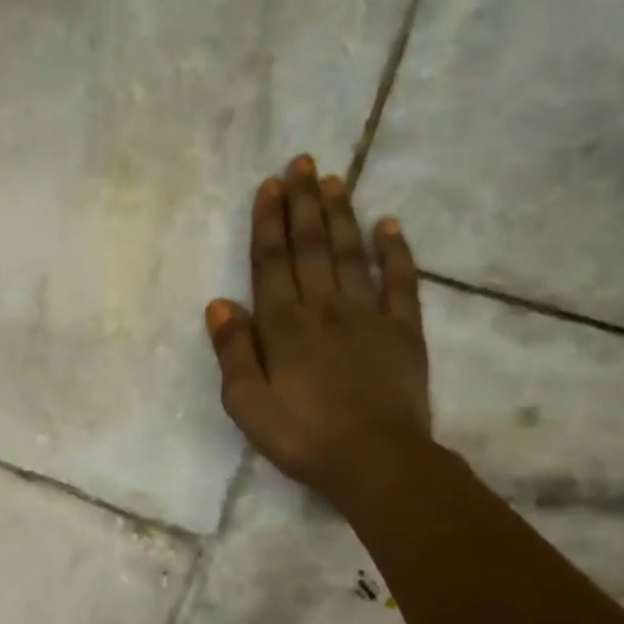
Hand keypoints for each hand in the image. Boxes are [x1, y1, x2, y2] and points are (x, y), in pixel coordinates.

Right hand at [206, 155, 431, 502]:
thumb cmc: (302, 437)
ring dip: (341, 214)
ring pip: (352, 253)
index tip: (270, 185)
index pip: (272, 262)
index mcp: (284, 326)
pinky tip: (390, 224)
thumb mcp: (248, 404)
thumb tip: (220, 302)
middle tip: (301, 163)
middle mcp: (324, 308)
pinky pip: (400, 281)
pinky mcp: (403, 331)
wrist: (376, 461)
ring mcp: (368, 316)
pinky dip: (396, 251)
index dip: (269, 222)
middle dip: (303, 203)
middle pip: (312, 246)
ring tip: (333, 180)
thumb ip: (234, 351)